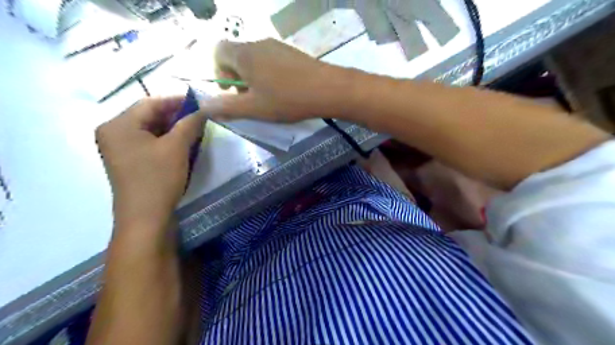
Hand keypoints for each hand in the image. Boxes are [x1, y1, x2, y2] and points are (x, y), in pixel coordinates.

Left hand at [95, 96, 204, 229]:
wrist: (145, 217)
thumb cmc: (158, 178)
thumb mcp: (177, 147)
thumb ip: (189, 123)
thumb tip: (204, 108)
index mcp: (118, 125)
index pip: (150, 103)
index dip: (177, 100)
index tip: (200, 102)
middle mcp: (113, 132)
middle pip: (148, 115)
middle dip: (175, 114)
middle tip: (199, 116)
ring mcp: (119, 148)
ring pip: (149, 129)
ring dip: (172, 127)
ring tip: (194, 128)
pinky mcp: (128, 160)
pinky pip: (148, 141)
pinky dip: (165, 139)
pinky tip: (182, 142)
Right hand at [201, 38, 347, 121]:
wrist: (328, 89)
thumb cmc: (287, 99)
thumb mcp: (254, 108)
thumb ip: (226, 107)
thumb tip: (203, 106)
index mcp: (244, 54)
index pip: (217, 51)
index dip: (218, 72)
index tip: (232, 91)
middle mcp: (258, 44)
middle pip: (236, 56)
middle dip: (237, 78)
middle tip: (251, 98)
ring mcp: (277, 46)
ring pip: (255, 59)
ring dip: (254, 78)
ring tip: (269, 97)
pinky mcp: (292, 53)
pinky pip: (271, 61)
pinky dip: (269, 74)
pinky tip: (284, 90)